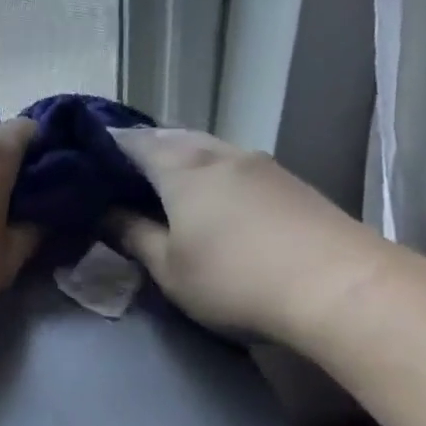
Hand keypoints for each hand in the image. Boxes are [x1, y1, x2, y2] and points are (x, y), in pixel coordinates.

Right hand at [107, 128, 381, 338]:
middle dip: (142, 152)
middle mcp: (218, 151)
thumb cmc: (235, 279)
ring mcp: (259, 163)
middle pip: (170, 137)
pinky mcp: (288, 181)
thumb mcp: (169, 268)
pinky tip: (211, 201)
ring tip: (162, 189)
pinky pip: (233, 165)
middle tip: (120, 178)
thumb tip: (103, 212)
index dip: (103, 148)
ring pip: (206, 148)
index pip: (130, 141)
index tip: (84, 163)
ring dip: (180, 162)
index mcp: (181, 166)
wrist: (341, 288)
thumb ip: (132, 235)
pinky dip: (210, 174)